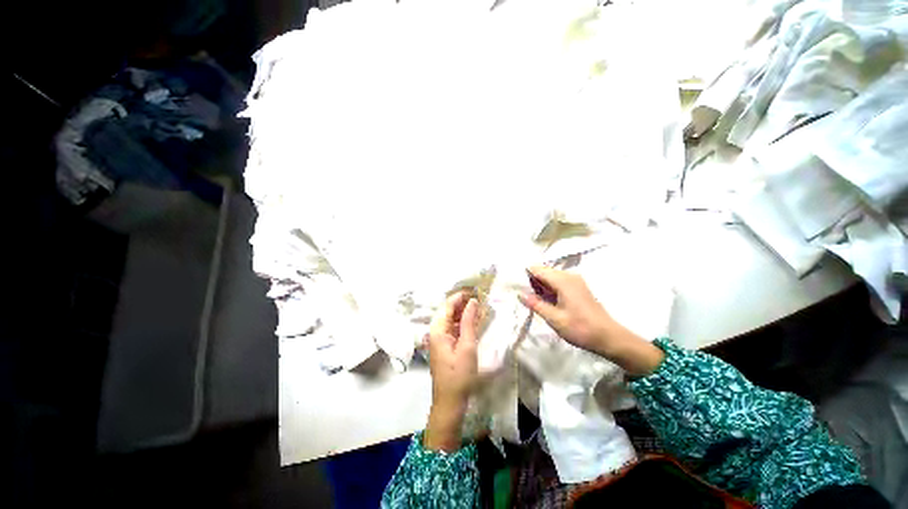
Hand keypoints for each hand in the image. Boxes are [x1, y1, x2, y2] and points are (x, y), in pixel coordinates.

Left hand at [425, 291, 480, 450]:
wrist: (449, 402)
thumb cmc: (459, 375)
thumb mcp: (467, 347)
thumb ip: (469, 322)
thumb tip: (473, 302)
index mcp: (437, 330)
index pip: (447, 305)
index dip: (460, 296)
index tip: (475, 290)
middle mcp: (435, 331)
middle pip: (447, 311)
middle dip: (462, 303)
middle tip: (479, 298)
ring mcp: (438, 339)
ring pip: (450, 319)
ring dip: (463, 312)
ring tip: (478, 307)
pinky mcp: (443, 345)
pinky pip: (452, 328)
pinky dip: (462, 323)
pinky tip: (472, 321)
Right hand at [518, 266, 663, 375]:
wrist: (610, 338)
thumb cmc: (581, 328)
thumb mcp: (554, 318)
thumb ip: (536, 304)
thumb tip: (520, 294)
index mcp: (563, 280)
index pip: (538, 269)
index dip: (525, 274)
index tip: (514, 284)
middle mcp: (569, 276)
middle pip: (544, 271)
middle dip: (532, 281)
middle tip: (522, 295)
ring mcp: (575, 281)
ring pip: (551, 277)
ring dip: (540, 286)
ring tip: (531, 300)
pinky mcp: (578, 288)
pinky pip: (558, 282)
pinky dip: (549, 289)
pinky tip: (545, 301)